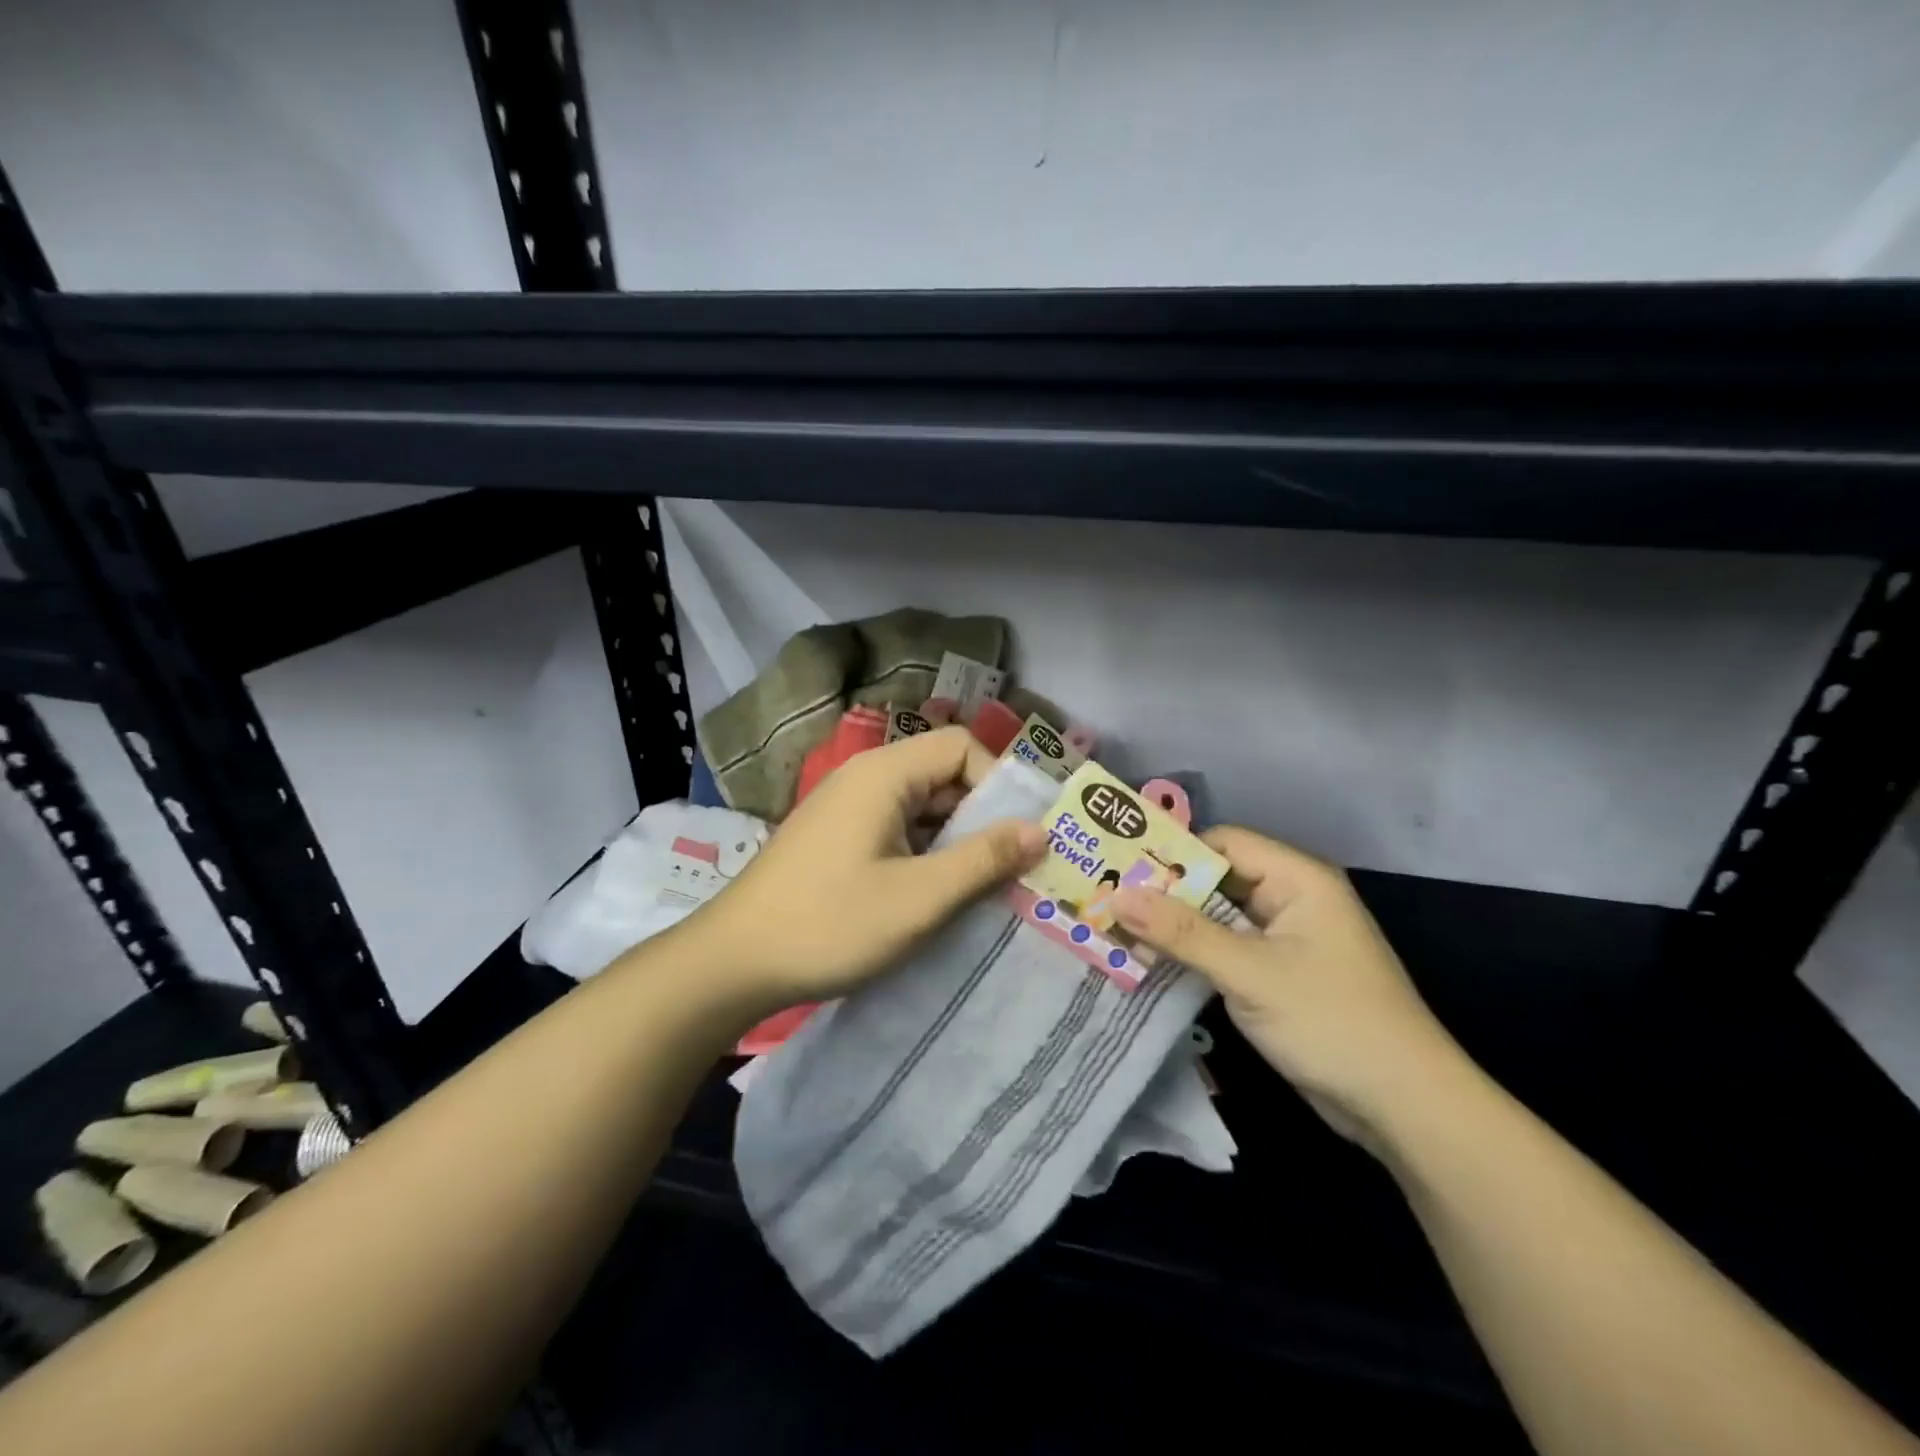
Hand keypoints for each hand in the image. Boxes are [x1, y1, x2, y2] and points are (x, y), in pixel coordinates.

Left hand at [695, 726, 1046, 1009]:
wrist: (734, 961)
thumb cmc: (831, 923)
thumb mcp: (920, 898)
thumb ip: (984, 860)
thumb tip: (1040, 830)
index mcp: (884, 773)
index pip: (961, 747)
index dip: (998, 784)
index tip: (1019, 836)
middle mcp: (866, 777)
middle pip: (943, 775)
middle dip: (983, 817)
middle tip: (1014, 868)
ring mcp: (848, 808)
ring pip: (922, 807)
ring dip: (956, 841)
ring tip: (983, 888)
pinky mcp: (838, 837)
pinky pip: (897, 830)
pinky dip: (926, 854)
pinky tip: (937, 895)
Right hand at [1111, 827, 1466, 1150]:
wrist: (1404, 1108)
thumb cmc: (1332, 1022)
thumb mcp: (1250, 973)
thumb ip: (1182, 933)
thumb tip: (1117, 896)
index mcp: (1297, 879)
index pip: (1223, 844)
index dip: (1172, 853)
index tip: (1117, 866)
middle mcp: (1291, 899)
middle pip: (1216, 879)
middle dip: (1164, 892)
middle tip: (1104, 897)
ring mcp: (1285, 939)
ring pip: (1217, 917)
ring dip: (1173, 926)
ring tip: (1113, 926)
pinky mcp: (1278, 975)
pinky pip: (1226, 949)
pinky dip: (1192, 953)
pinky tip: (1148, 960)